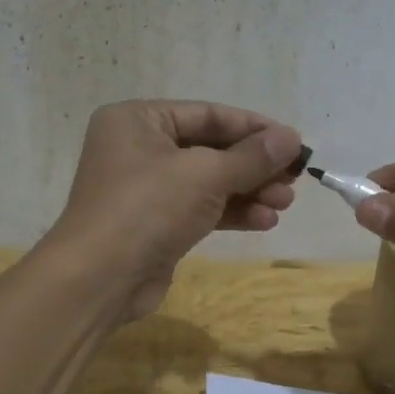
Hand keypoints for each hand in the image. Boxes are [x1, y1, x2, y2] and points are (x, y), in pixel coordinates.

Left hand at [45, 100, 303, 321]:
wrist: (99, 279)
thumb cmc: (147, 208)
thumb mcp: (205, 174)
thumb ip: (251, 156)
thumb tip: (292, 138)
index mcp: (138, 119)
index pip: (208, 114)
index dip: (254, 128)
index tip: (294, 142)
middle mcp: (139, 147)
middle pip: (210, 148)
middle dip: (254, 165)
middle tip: (295, 179)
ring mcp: (145, 188)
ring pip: (208, 181)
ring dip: (249, 190)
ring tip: (285, 203)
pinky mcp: (155, 223)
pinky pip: (200, 208)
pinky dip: (231, 212)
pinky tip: (265, 221)